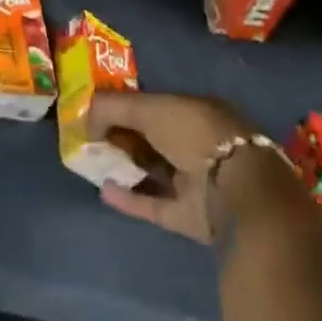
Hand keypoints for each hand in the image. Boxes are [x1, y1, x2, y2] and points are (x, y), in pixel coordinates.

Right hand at [88, 91, 295, 244]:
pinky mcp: (189, 215)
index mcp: (196, 111)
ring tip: (93, 164)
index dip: (126, 107)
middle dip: (123, 138)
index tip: (98, 112)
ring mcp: (195, 181)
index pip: (155, 105)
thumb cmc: (194, 134)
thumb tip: (86, 116)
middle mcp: (197, 143)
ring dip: (125, 167)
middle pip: (153, 138)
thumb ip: (114, 107)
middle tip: (91, 140)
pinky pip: (153, 203)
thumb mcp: (150, 107)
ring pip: (153, 171)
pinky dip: (129, 198)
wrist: (235, 190)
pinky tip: (104, 190)